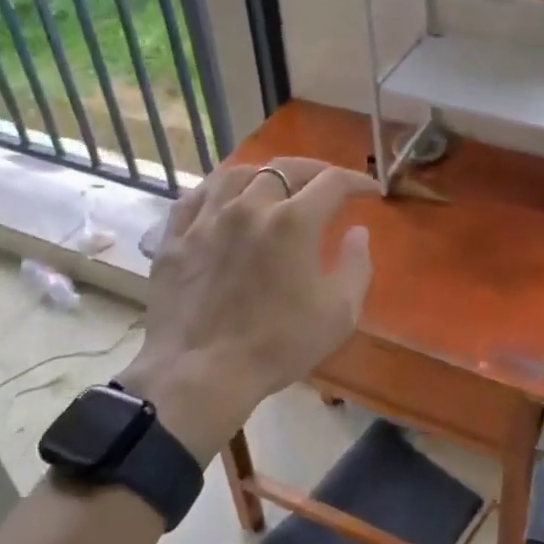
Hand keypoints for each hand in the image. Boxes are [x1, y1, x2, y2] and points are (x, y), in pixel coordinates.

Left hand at [116, 158, 377, 462]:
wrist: (200, 374)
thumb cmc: (278, 345)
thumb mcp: (339, 313)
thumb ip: (356, 265)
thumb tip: (357, 232)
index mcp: (293, 221)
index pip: (332, 182)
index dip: (356, 181)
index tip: (369, 191)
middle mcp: (249, 206)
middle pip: (284, 168)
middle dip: (314, 171)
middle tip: (326, 184)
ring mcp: (207, 218)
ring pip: (237, 173)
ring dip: (264, 174)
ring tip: (274, 184)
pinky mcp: (175, 237)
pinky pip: (195, 196)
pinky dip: (217, 189)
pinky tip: (223, 198)